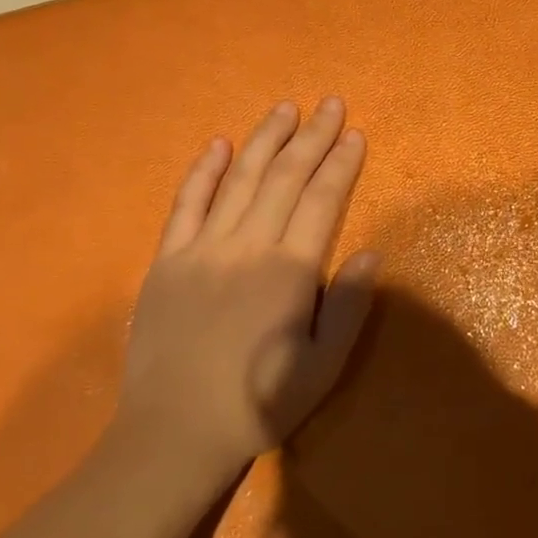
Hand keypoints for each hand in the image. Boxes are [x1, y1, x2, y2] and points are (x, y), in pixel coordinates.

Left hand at [115, 98, 379, 483]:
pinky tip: (219, 146)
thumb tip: (370, 252)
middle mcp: (247, 247)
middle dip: (312, 137)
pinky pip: (186, 204)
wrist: (175, 433)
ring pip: (239, 180)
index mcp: (288, 271)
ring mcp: (201, 249)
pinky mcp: (166, 261)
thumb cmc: (260, 404)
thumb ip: (348, 306)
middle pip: (285, 178)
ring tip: (286, 109)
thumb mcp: (323, 366)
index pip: (322, 200)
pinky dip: (204, 172)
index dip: (341, 164)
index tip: (356, 134)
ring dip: (265, 140)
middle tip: (331, 104)